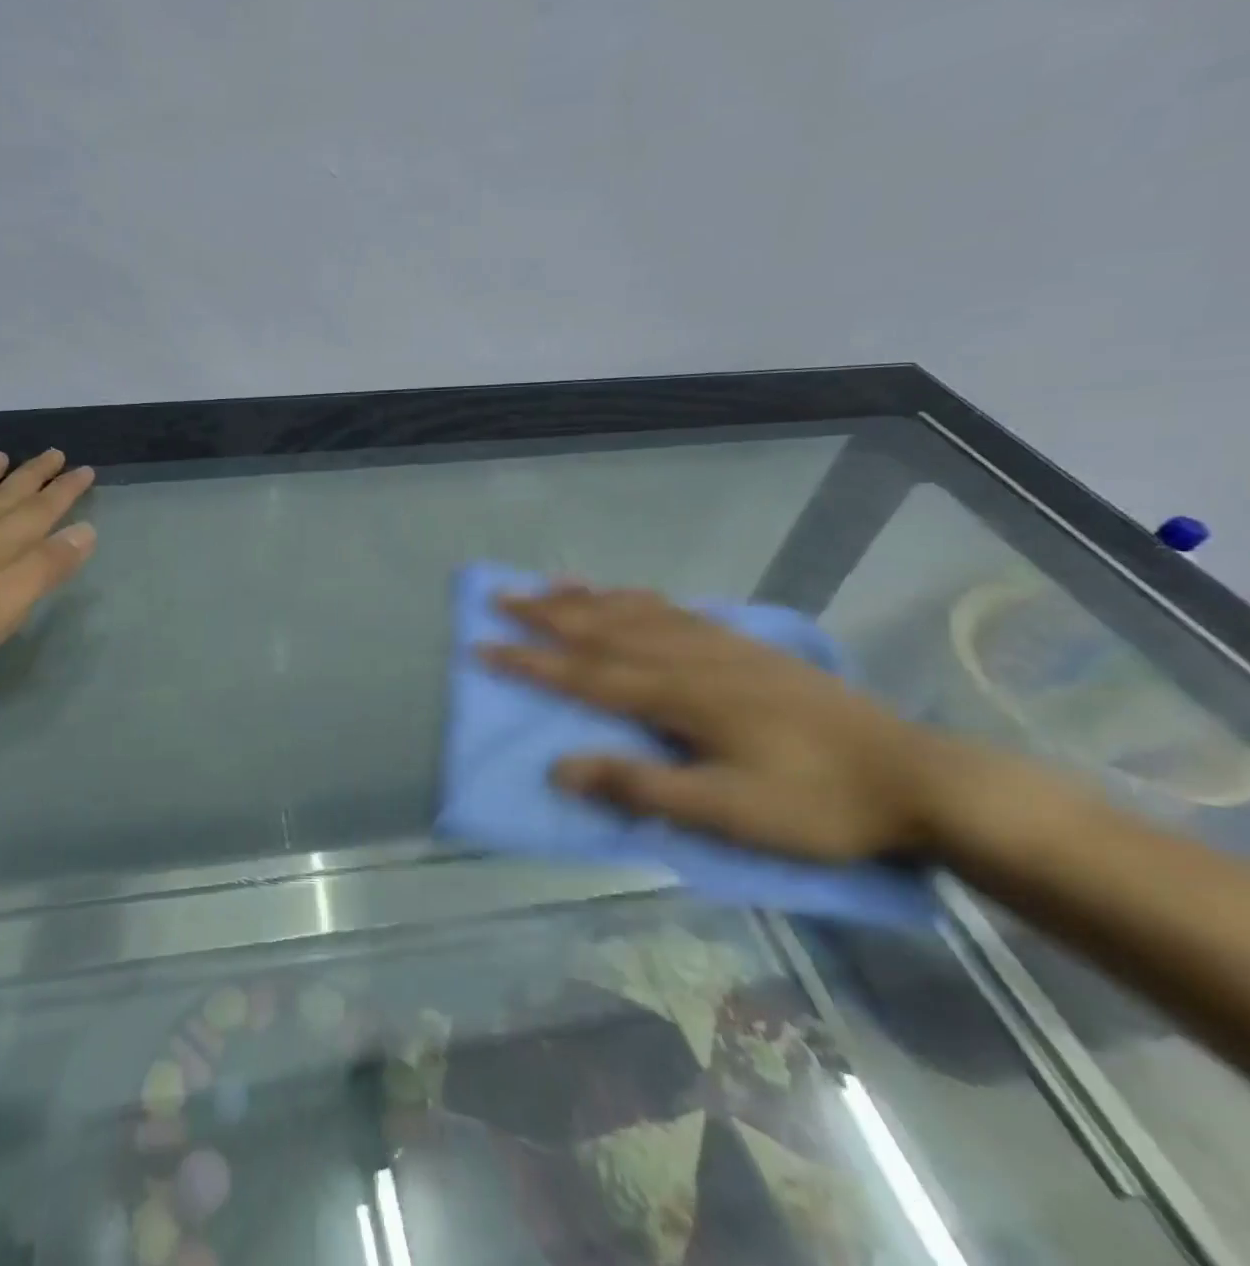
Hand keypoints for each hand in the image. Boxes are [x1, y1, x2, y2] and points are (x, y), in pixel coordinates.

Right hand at [481, 588, 973, 861]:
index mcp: (678, 696)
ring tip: (545, 584)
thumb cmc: (816, 804)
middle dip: (545, 614)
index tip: (482, 647)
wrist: (916, 777)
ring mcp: (719, 644)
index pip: (584, 674)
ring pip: (635, 610)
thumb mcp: (726, 813)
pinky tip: (625, 595)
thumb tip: (558, 768)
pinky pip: (673, 609)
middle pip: (602, 628)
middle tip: (499, 597)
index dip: (529, 661)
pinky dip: (634, 597)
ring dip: (584, 598)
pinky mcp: (744, 645)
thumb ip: (639, 785)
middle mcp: (689, 657)